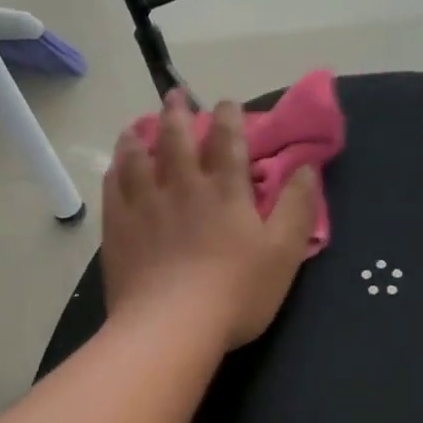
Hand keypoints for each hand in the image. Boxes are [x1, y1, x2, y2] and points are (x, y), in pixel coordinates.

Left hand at [101, 92, 319, 349]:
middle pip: (176, 139)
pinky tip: (115, 168)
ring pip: (137, 158)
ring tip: (136, 126)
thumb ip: (297, 207)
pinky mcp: (118, 229)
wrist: (171, 326)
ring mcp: (144, 206)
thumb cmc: (236, 293)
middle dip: (178, 113)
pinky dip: (115, 171)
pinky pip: (113, 188)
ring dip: (139, 137)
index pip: (228, 140)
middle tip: (174, 96)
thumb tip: (308, 167)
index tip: (227, 104)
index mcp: (224, 190)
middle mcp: (181, 187)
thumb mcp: (283, 253)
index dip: (229, 117)